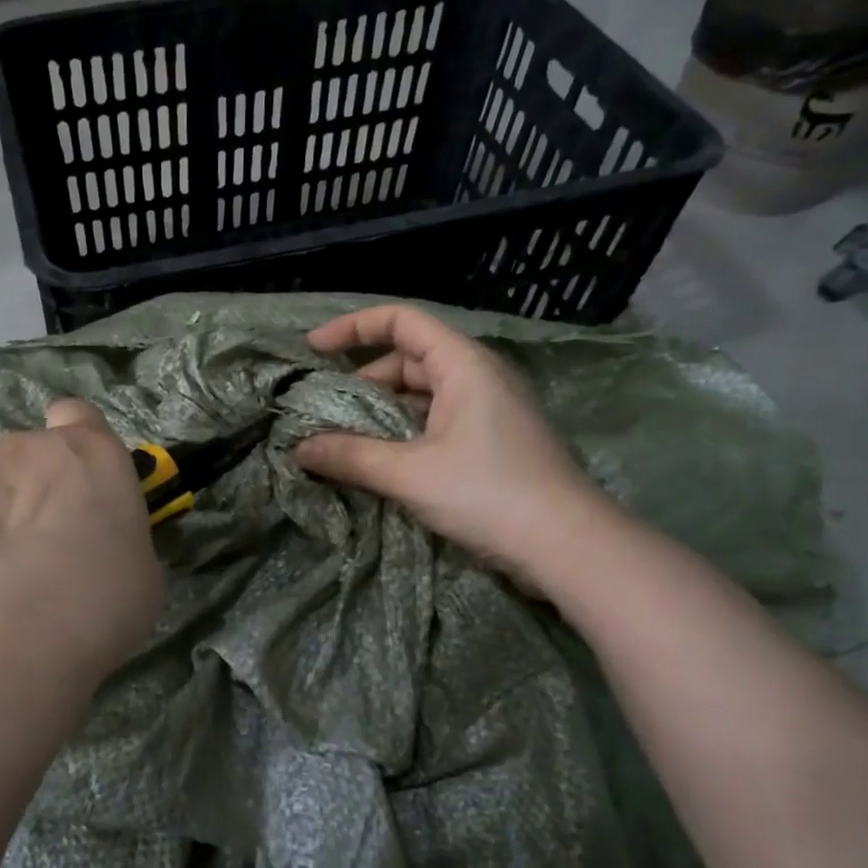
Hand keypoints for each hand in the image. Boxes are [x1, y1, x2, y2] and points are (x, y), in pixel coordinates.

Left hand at [0, 400, 163, 683]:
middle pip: (26, 457)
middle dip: (27, 493)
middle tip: (30, 553)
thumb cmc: (95, 605)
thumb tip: (87, 546)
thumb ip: (112, 537)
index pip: (80, 416)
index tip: (72, 481)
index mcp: (91, 455)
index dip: (74, 442)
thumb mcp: (137, 572)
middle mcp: (28, 445)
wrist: (3, 635)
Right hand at [294, 305, 612, 578]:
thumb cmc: (489, 495)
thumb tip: (299, 449)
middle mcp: (478, 376)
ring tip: (343, 436)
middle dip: (362, 379)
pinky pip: (436, 420)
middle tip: (324, 409)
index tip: (312, 349)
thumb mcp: (409, 474)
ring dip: (381, 410)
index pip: (402, 321)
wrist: (569, 546)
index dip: (353, 327)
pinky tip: (380, 458)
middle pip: (409, 358)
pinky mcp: (492, 441)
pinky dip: (403, 431)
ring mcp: (488, 409)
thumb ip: (351, 457)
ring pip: (422, 393)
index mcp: (463, 365)